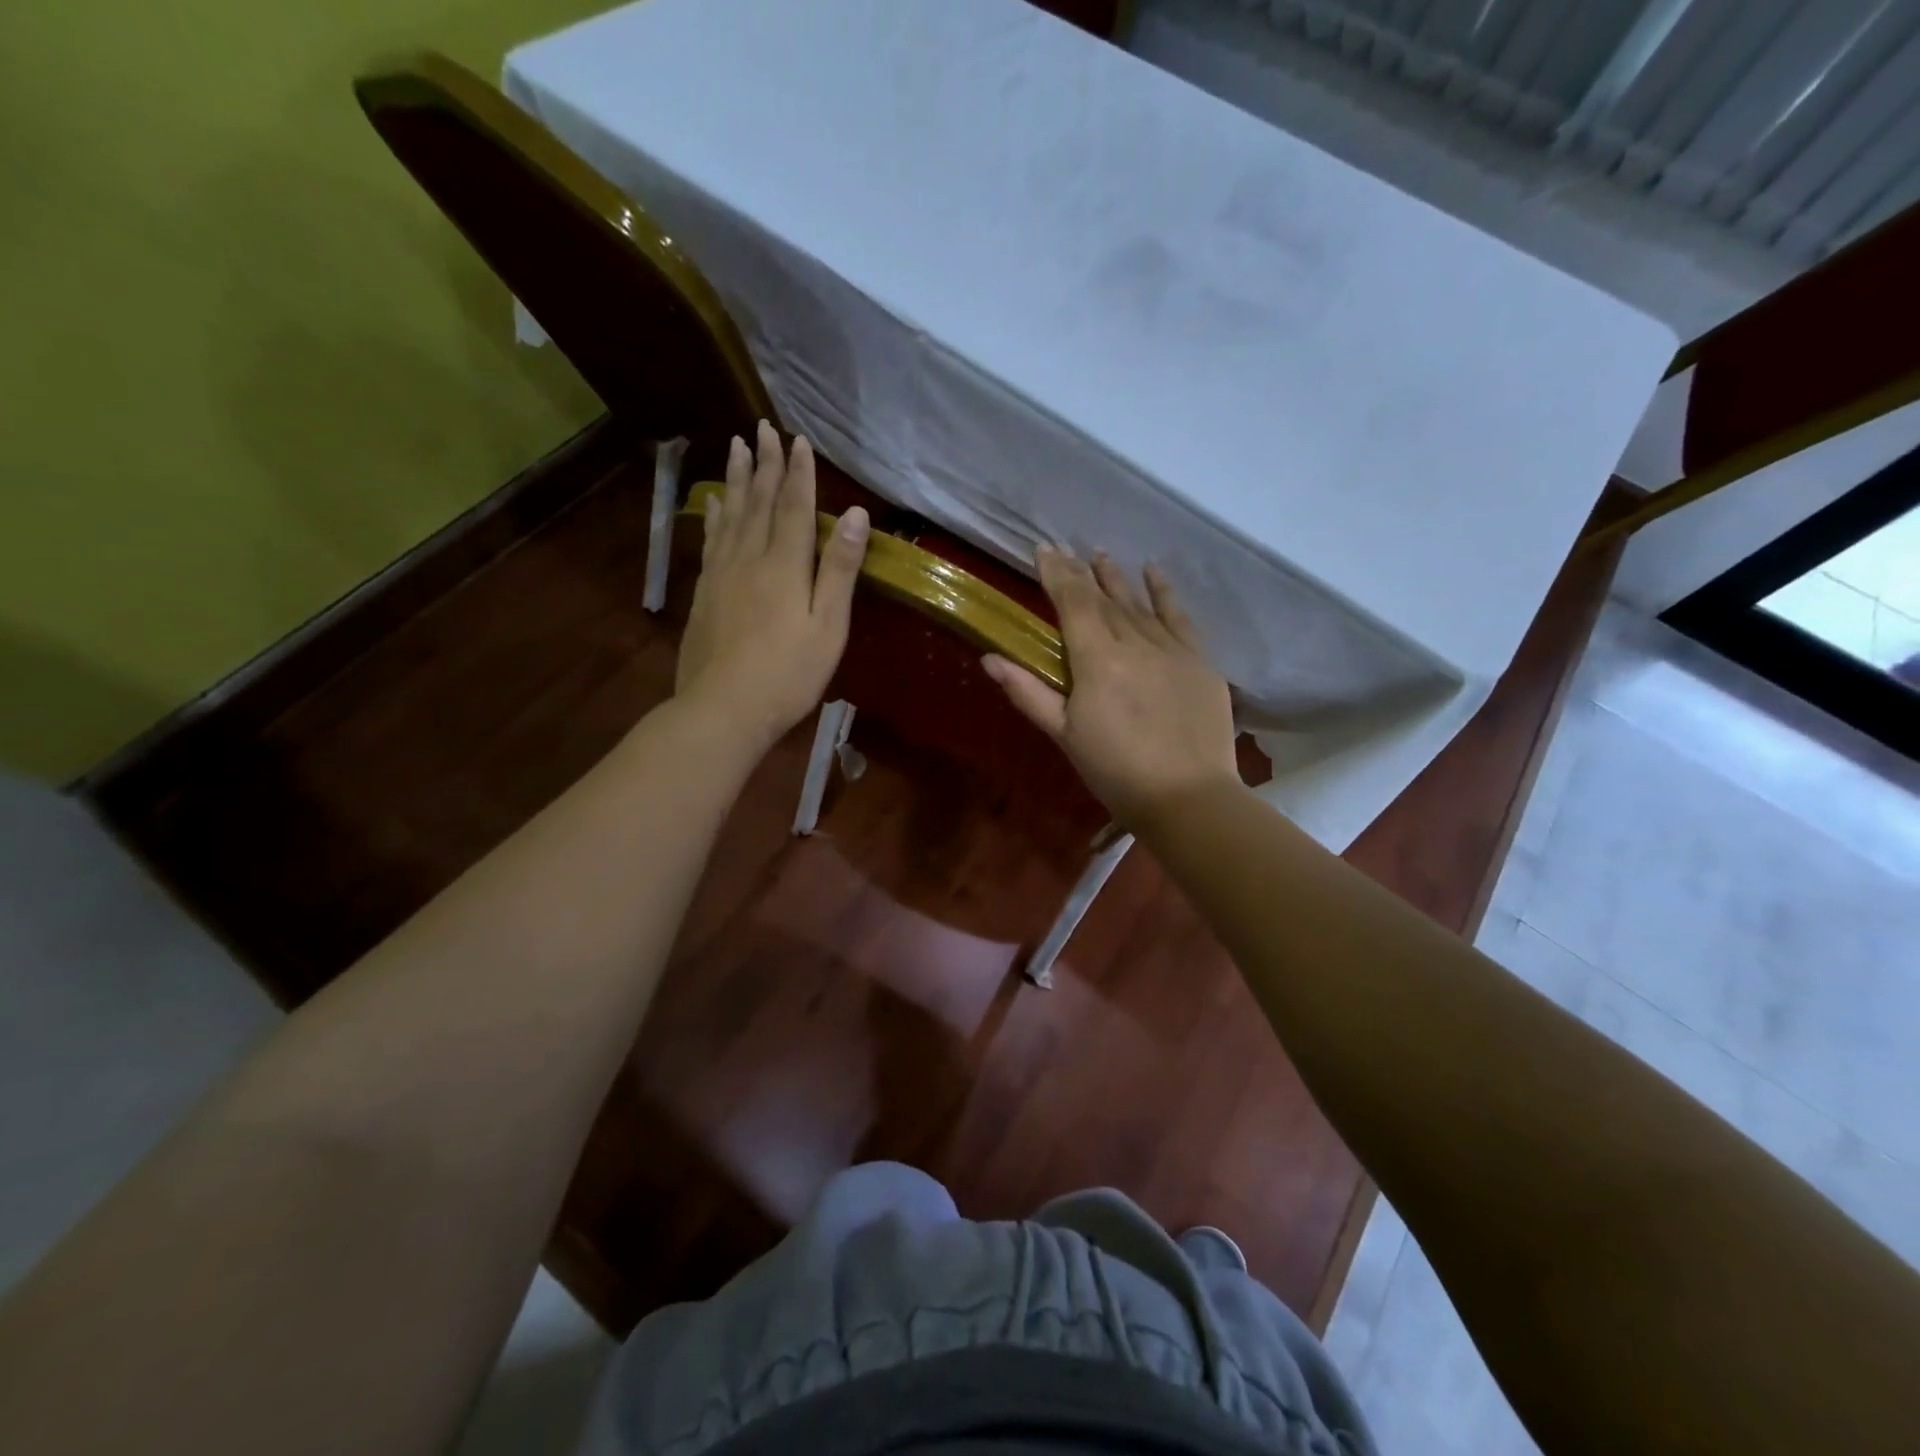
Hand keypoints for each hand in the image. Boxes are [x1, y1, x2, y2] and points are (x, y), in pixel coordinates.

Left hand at [674, 421, 870, 753]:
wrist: (723, 708)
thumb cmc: (788, 673)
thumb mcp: (828, 626)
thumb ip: (840, 569)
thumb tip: (855, 515)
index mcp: (786, 565)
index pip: (795, 507)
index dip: (799, 473)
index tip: (799, 440)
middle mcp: (750, 558)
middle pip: (760, 502)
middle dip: (766, 464)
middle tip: (764, 428)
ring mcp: (721, 574)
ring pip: (731, 515)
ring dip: (737, 479)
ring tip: (736, 447)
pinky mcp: (704, 593)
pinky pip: (712, 540)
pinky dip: (715, 515)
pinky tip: (714, 504)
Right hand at [984, 549, 1238, 827]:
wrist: (1188, 797)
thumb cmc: (1116, 772)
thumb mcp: (1064, 735)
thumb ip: (1028, 693)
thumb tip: (990, 658)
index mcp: (1097, 660)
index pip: (1073, 603)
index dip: (1057, 575)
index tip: (1044, 550)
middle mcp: (1134, 642)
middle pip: (1103, 598)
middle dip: (1081, 573)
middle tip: (1066, 550)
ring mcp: (1171, 648)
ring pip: (1137, 604)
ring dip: (1117, 577)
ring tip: (1101, 554)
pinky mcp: (1199, 660)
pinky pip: (1179, 616)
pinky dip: (1164, 592)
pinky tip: (1154, 572)